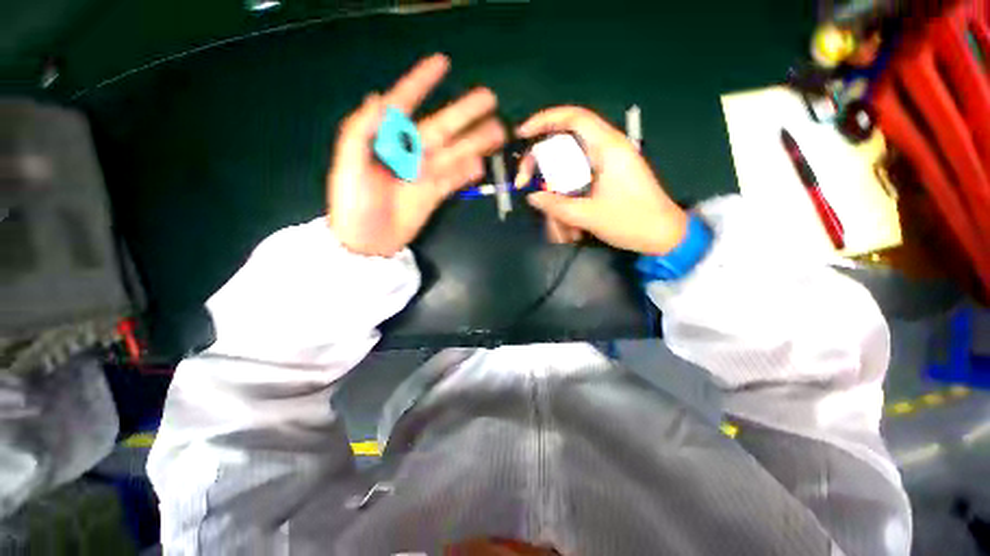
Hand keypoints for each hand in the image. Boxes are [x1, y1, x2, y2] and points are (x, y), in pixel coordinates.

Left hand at [328, 54, 505, 255]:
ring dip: (475, 141)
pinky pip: (454, 179)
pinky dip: (467, 172)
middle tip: (489, 98)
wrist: (367, 242)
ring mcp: (425, 174)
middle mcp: (410, 152)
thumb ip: (361, 132)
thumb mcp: (348, 165)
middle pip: (441, 128)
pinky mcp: (434, 194)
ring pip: (455, 152)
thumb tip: (379, 98)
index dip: (421, 82)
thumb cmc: (352, 202)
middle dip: (464, 112)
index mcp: (386, 140)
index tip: (442, 63)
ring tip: (497, 131)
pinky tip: (482, 163)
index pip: (405, 104)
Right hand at [515, 106, 687, 254]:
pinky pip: (577, 184)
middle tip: (527, 185)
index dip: (544, 120)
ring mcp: (606, 166)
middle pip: (564, 146)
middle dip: (542, 167)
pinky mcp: (606, 179)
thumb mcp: (590, 216)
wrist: (664, 236)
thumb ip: (557, 205)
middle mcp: (607, 150)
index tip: (522, 134)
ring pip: (568, 171)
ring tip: (559, 227)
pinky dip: (568, 202)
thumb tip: (532, 196)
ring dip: (557, 196)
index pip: (574, 118)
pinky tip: (569, 227)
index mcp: (608, 148)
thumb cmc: (632, 222)